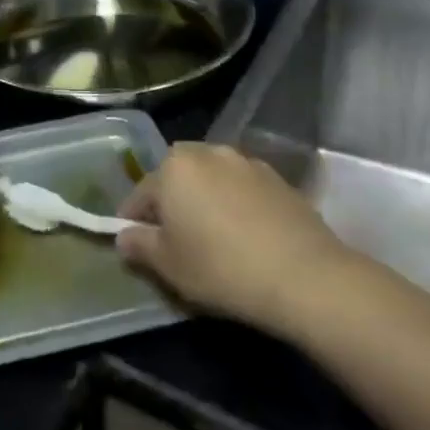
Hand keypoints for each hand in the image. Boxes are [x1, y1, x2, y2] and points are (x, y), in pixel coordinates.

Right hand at [117, 143, 353, 336]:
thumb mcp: (169, 266)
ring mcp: (245, 162)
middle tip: (175, 240)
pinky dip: (235, 204)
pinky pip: (242, 188)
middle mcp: (206, 153)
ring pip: (211, 179)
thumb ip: (139, 246)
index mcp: (173, 168)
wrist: (305, 276)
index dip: (133, 222)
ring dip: (205, 199)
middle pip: (176, 178)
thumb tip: (124, 237)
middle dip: (171, 202)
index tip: (136, 247)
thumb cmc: (221, 268)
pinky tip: (245, 235)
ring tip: (212, 236)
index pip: (140, 195)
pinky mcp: (277, 178)